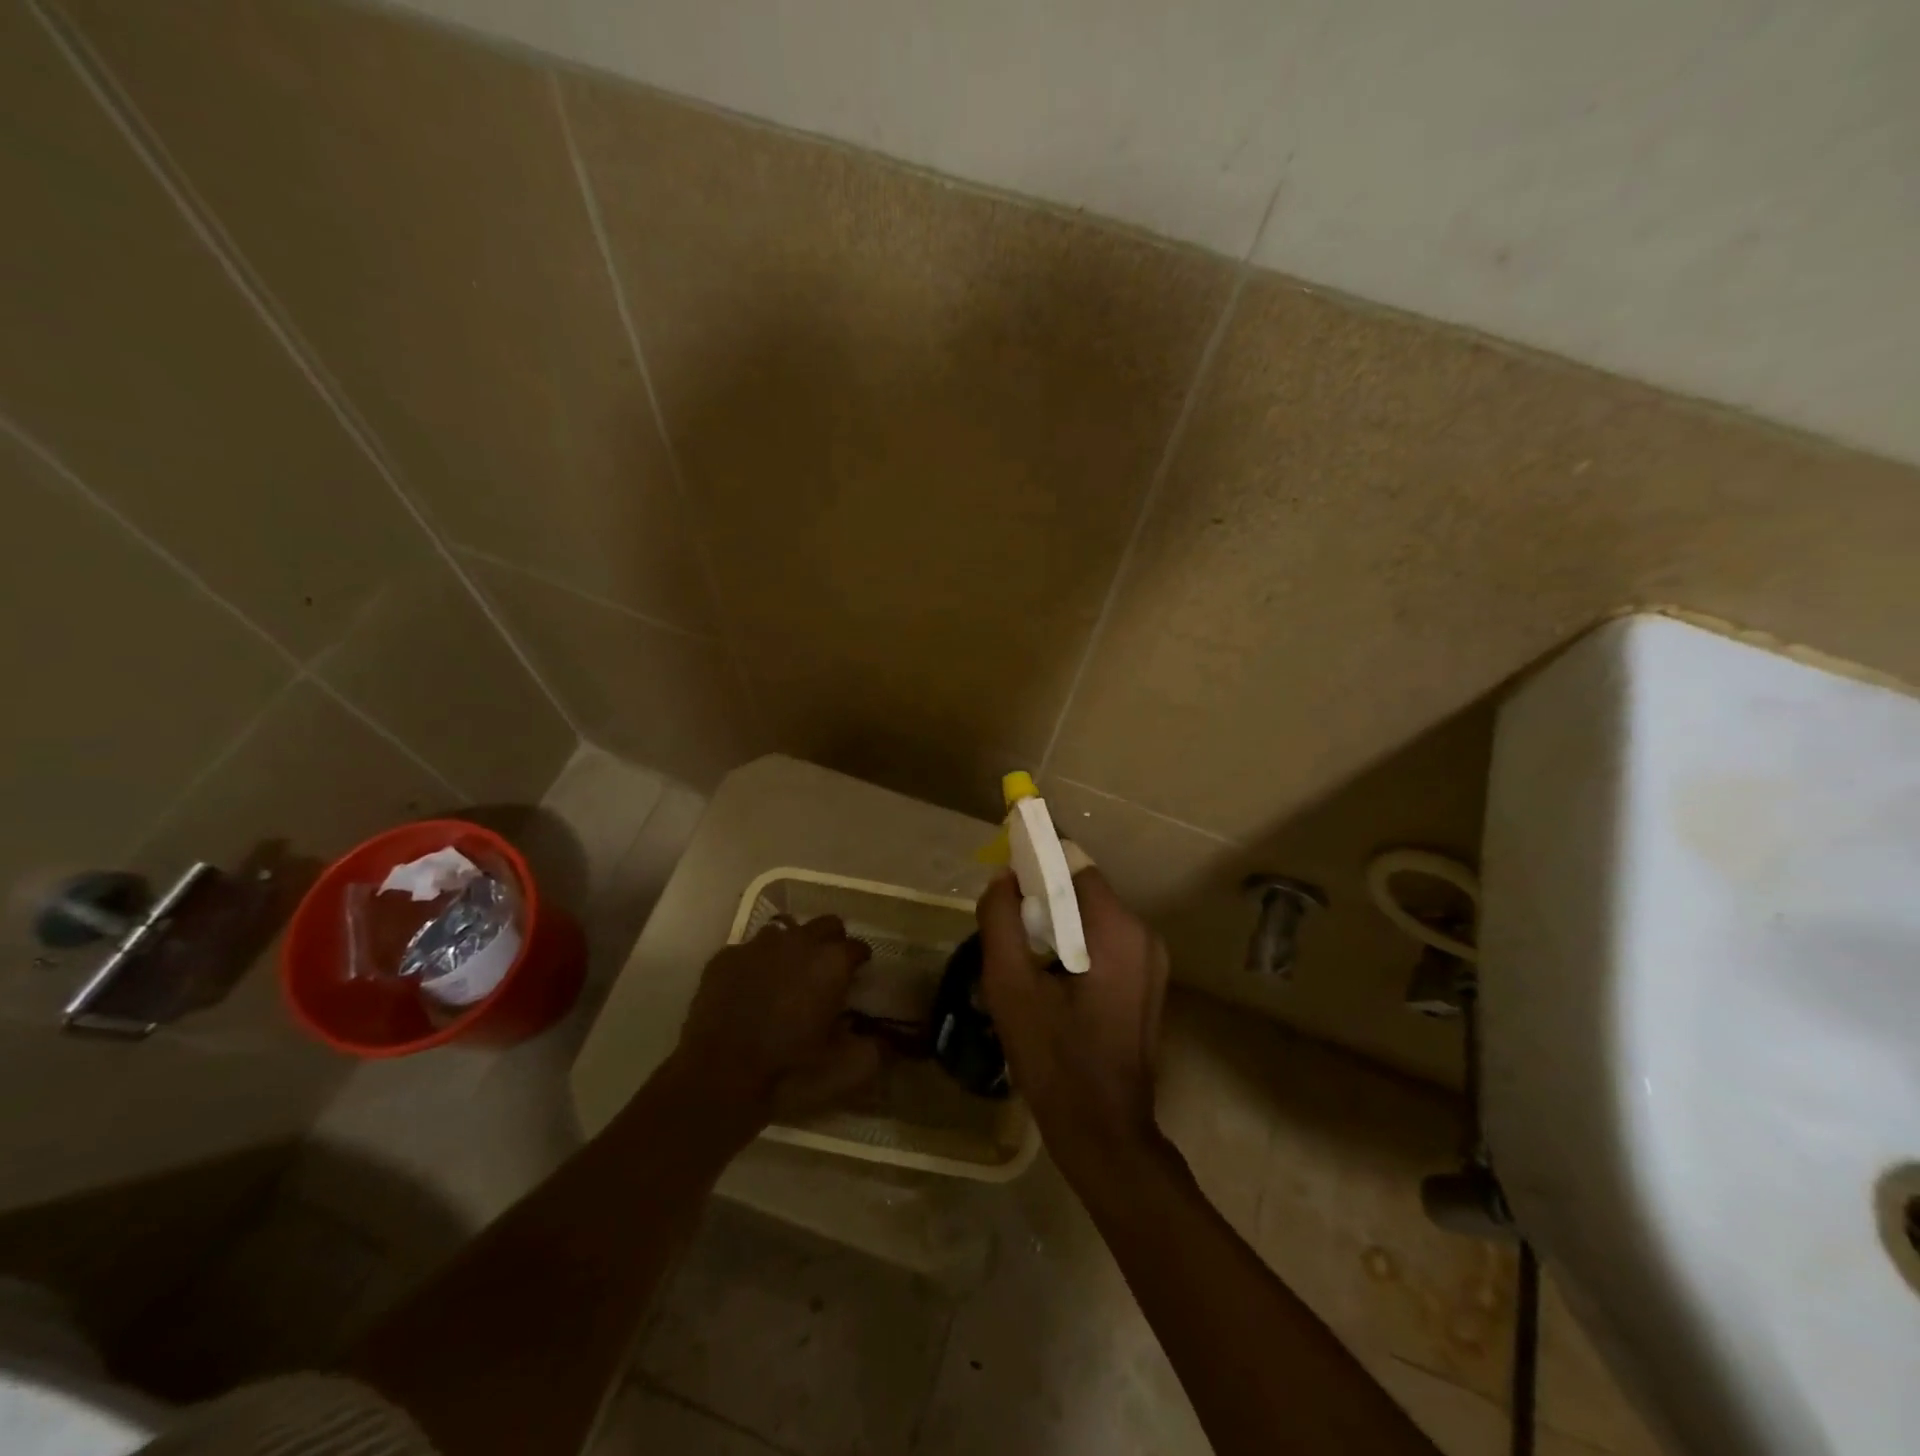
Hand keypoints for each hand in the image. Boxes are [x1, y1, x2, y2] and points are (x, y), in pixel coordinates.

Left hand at [668, 915, 881, 1127]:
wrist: (718, 1078)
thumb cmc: (789, 1071)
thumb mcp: (844, 1070)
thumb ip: (872, 1050)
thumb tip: (882, 1040)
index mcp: (831, 962)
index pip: (858, 947)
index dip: (860, 961)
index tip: (858, 976)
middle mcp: (798, 942)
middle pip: (826, 924)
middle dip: (831, 941)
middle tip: (826, 971)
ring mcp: (757, 946)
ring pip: (785, 931)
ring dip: (792, 947)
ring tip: (787, 976)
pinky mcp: (724, 957)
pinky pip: (747, 950)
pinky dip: (755, 964)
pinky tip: (750, 989)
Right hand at [976, 869, 1169, 1156]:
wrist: (1104, 1135)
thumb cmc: (1056, 1061)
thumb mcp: (1011, 988)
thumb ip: (1000, 922)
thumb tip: (1002, 878)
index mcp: (1118, 930)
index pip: (1074, 867)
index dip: (1036, 865)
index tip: (1004, 880)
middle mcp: (1144, 936)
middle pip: (1083, 893)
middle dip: (1042, 901)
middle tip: (1005, 928)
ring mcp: (1152, 963)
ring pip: (1092, 920)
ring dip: (1056, 927)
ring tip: (1021, 960)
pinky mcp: (1147, 986)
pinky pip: (1104, 946)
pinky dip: (1074, 949)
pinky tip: (1047, 982)